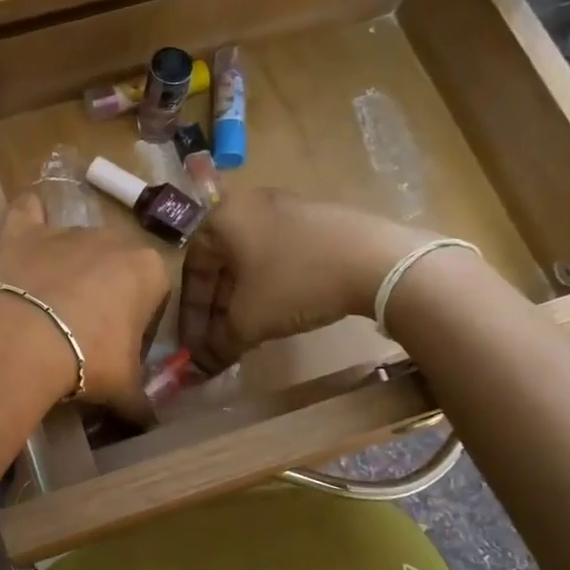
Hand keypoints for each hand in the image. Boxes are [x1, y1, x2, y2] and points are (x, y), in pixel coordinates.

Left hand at [0, 193, 169, 414]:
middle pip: (116, 265)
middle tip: (87, 333)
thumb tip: (150, 423)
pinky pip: (28, 212)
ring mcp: (64, 231)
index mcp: (147, 269)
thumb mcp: (123, 388)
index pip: (156, 292)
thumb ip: (142, 402)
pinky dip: (29, 216)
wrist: (19, 342)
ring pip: (76, 246)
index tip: (124, 348)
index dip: (142, 321)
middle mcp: (111, 239)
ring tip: (51, 309)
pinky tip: (27, 222)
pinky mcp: (21, 232)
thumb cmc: (86, 360)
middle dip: (108, 292)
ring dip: (71, 269)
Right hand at [179, 188, 435, 371]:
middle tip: (218, 341)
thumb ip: (220, 342)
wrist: (377, 261)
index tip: (194, 344)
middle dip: (217, 307)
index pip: (193, 268)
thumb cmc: (296, 282)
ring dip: (243, 298)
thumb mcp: (250, 319)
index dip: (192, 312)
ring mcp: (286, 208)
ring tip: (247, 331)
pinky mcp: (318, 220)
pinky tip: (280, 311)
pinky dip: (271, 285)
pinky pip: (280, 254)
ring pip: (251, 260)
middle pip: (222, 263)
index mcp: (223, 218)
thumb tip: (203, 364)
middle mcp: (249, 205)